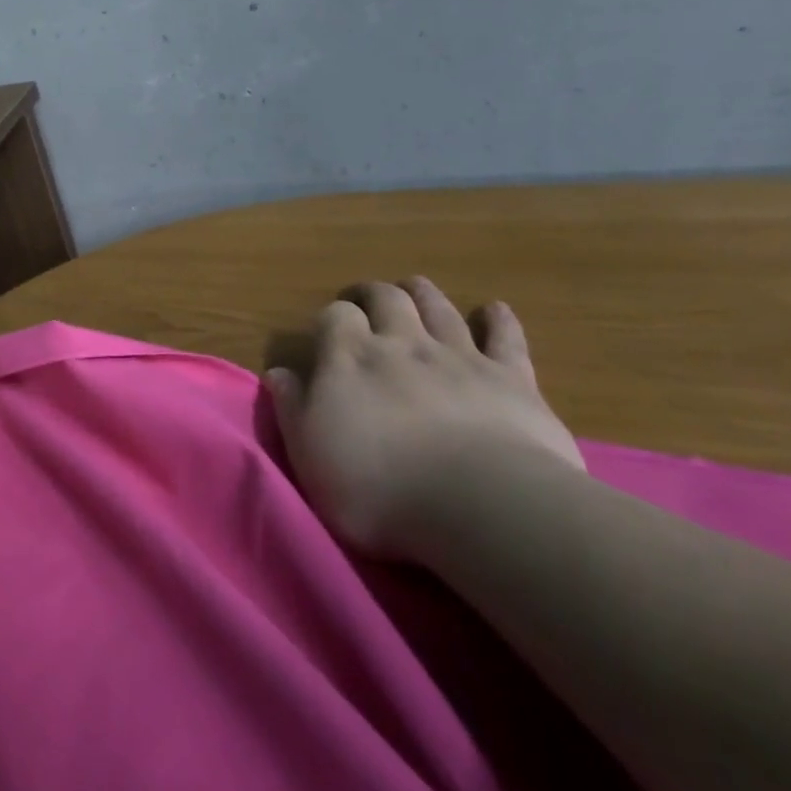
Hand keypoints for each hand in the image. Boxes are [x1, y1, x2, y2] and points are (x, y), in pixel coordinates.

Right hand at [266, 277, 584, 560]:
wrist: (479, 502)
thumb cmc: (377, 484)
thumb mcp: (309, 452)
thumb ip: (292, 407)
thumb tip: (278, 373)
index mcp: (350, 358)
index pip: (335, 316)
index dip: (331, 318)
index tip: (326, 332)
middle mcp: (402, 343)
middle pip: (387, 300)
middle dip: (373, 294)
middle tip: (365, 300)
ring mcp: (459, 356)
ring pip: (438, 308)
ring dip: (424, 294)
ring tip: (414, 288)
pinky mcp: (511, 378)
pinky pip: (506, 338)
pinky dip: (499, 321)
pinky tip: (494, 310)